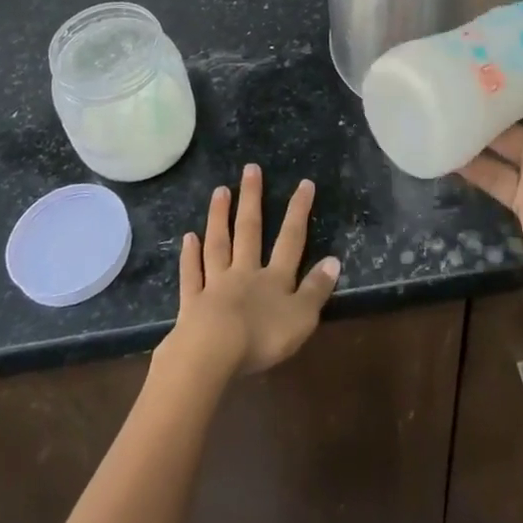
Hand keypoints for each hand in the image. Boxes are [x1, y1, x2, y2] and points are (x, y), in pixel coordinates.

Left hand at [160, 165, 340, 382]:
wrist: (213, 353)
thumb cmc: (262, 337)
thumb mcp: (301, 317)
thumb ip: (316, 289)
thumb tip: (333, 260)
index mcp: (274, 279)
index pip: (291, 239)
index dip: (298, 212)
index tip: (304, 183)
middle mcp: (245, 273)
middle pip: (249, 230)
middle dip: (252, 199)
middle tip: (250, 169)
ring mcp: (216, 285)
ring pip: (218, 244)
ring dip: (219, 217)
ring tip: (220, 190)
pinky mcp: (192, 303)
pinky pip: (192, 274)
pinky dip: (189, 256)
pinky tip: (188, 238)